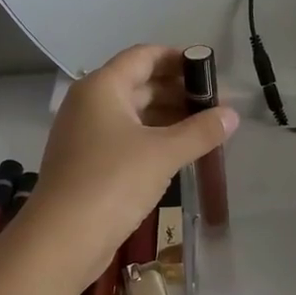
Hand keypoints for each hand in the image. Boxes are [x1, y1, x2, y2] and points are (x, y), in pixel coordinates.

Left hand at [20, 45, 238, 289]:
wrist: (63, 238)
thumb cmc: (113, 182)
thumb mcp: (164, 154)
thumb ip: (200, 131)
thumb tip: (232, 114)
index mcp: (101, 87)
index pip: (143, 56)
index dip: (177, 58)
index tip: (210, 70)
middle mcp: (88, 103)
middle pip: (138, 84)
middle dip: (177, 91)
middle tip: (215, 104)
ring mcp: (84, 134)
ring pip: (131, 114)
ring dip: (166, 117)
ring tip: (204, 128)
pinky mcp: (85, 162)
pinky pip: (123, 138)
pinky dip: (150, 139)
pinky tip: (177, 152)